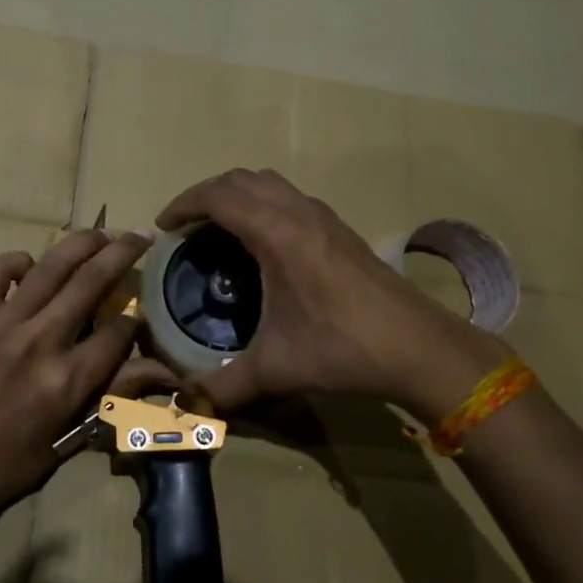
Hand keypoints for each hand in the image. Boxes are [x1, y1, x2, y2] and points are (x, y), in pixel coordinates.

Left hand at [0, 228, 174, 515]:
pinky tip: (31, 267)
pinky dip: (16, 261)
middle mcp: (41, 342)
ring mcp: (4, 325)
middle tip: (140, 235)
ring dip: (82, 242)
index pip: (119, 330)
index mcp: (70, 379)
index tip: (140, 314)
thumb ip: (118, 393)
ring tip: (102, 233)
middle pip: (92, 282)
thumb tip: (165, 370)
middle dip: (123, 253)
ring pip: (50, 266)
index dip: (137, 318)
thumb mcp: (77, 433)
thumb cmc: (19, 457)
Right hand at [156, 169, 508, 416]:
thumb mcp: (277, 368)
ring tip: (218, 227)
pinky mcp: (340, 229)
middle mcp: (299, 213)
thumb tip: (186, 404)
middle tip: (184, 225)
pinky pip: (290, 197)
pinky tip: (263, 242)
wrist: (419, 347)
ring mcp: (324, 217)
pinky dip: (263, 203)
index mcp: (277, 234)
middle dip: (206, 193)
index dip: (184, 203)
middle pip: (241, 179)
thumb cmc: (343, 348)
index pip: (219, 196)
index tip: (163, 226)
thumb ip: (225, 386)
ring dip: (237, 194)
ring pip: (269, 183)